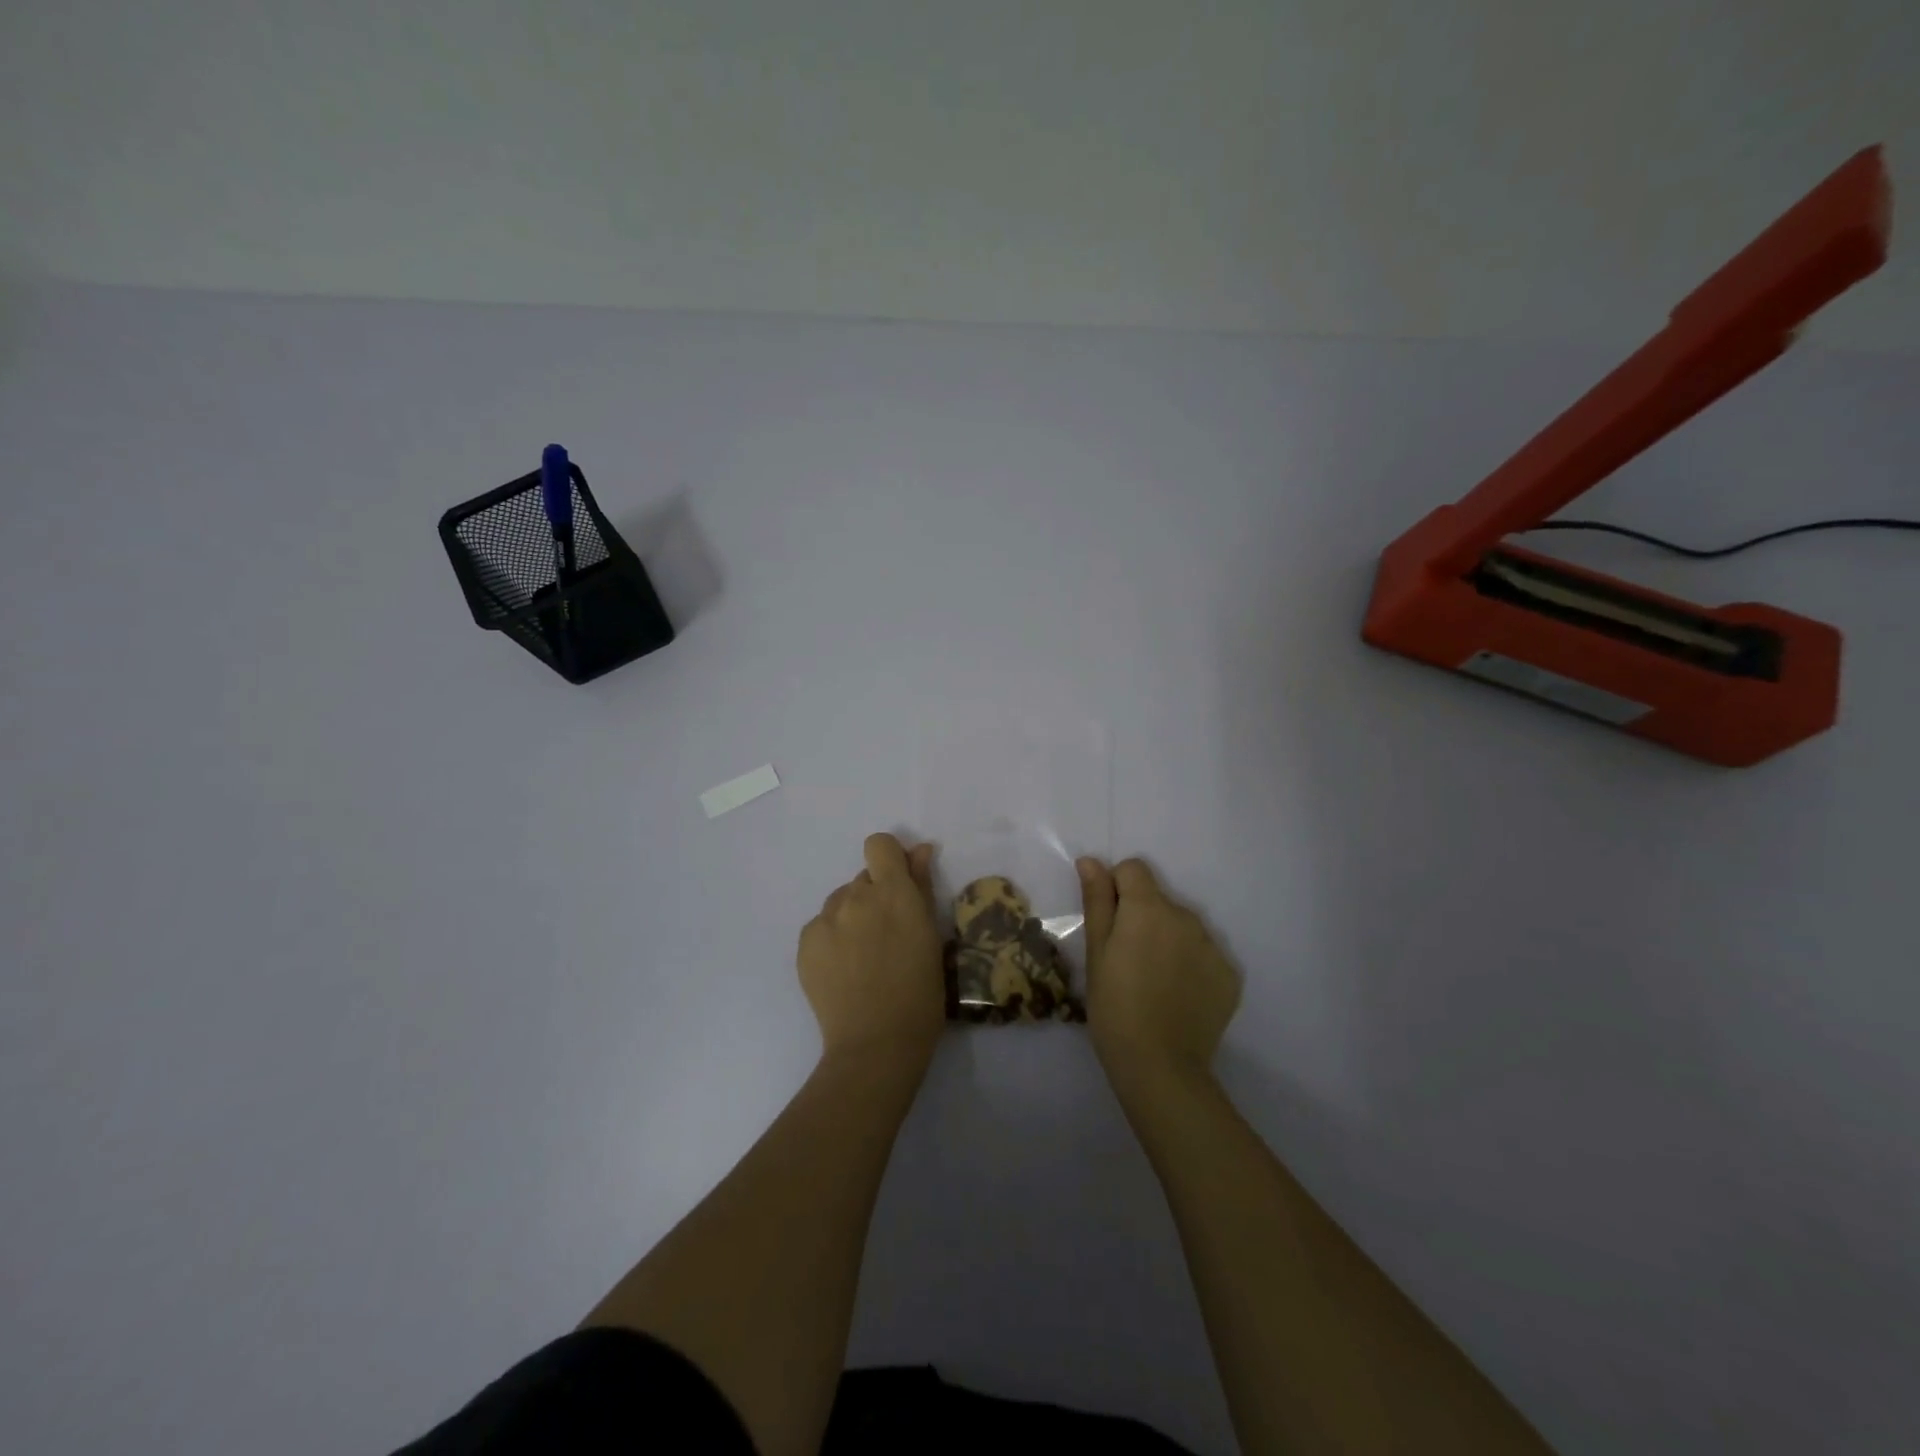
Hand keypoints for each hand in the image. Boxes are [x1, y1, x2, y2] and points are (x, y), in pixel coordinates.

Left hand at [798, 833, 945, 1074]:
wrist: (876, 1043)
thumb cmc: (920, 993)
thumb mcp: (932, 936)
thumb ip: (921, 887)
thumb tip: (920, 850)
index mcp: (892, 892)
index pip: (879, 845)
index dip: (889, 859)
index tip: (899, 885)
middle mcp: (855, 897)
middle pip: (862, 878)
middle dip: (874, 896)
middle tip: (886, 935)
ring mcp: (825, 920)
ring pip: (840, 903)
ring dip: (852, 917)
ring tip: (863, 957)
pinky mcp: (805, 944)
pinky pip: (821, 926)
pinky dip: (832, 939)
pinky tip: (844, 970)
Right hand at [1077, 857, 1239, 1083]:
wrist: (1160, 1065)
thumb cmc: (1114, 1006)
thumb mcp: (1096, 952)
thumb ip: (1097, 900)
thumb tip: (1091, 860)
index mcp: (1149, 908)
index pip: (1134, 869)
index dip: (1116, 887)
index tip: (1109, 923)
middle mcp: (1186, 916)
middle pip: (1159, 900)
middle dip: (1142, 918)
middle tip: (1127, 960)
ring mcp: (1213, 946)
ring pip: (1182, 927)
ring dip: (1168, 940)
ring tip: (1153, 981)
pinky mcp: (1229, 974)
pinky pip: (1204, 954)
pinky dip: (1190, 966)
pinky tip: (1177, 996)